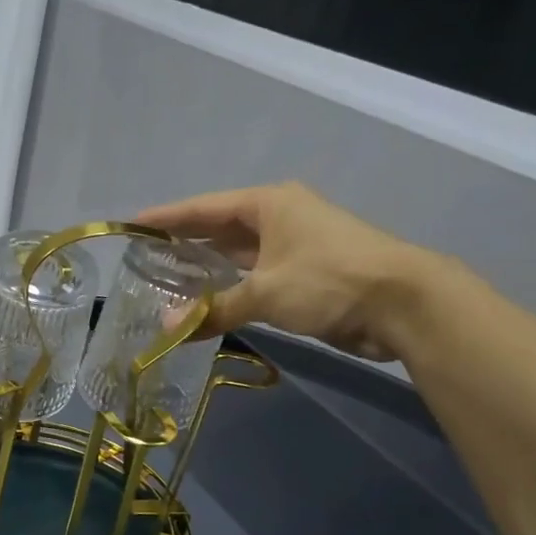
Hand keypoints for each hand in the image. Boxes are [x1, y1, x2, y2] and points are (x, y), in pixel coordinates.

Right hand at [139, 182, 428, 359]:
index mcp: (268, 204)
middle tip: (145, 256)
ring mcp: (295, 247)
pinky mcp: (306, 275)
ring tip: (167, 280)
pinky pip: (256, 278)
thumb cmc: (328, 280)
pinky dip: (232, 289)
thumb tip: (167, 330)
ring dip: (208, 269)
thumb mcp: (265, 292)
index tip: (132, 224)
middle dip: (184, 242)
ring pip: (239, 255)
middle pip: (220, 228)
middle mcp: (280, 218)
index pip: (204, 208)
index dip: (167, 217)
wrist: (403, 303)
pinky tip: (209, 302)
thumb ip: (215, 309)